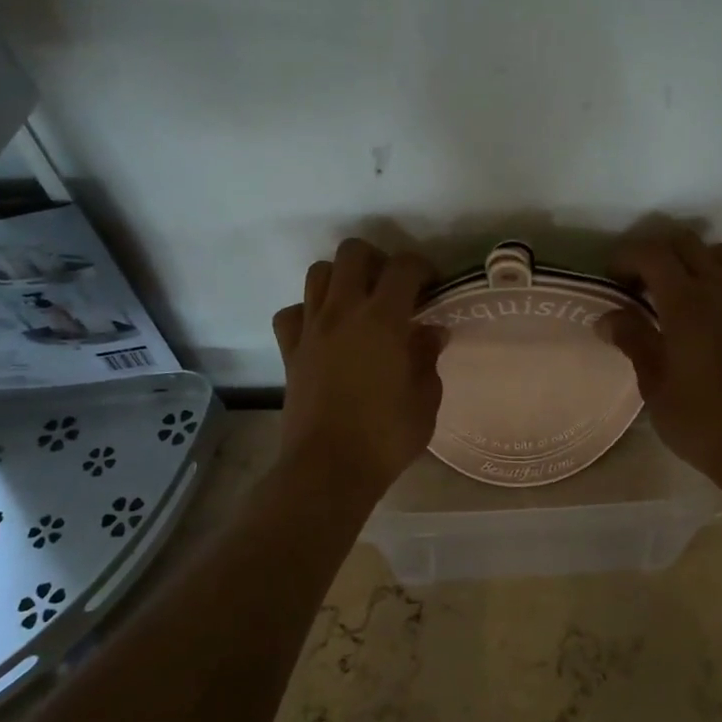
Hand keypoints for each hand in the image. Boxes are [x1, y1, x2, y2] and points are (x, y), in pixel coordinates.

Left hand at [272, 239, 446, 502]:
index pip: (404, 267)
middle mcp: (343, 311)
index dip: (422, 267)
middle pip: (352, 253)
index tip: (432, 286)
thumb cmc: (386, 436)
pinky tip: (324, 330)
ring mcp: (311, 329)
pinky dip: (307, 312)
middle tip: (392, 287)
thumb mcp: (425, 399)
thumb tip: (431, 333)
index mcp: (383, 319)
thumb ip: (428, 357)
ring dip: (341, 278)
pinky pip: (292, 313)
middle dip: (377, 259)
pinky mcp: (290, 351)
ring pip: (318, 273)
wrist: (328, 469)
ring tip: (358, 302)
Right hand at [596, 231, 721, 495]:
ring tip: (683, 289)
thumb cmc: (699, 420)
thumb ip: (632, 340)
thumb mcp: (653, 384)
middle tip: (640, 285)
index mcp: (686, 303)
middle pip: (687, 244)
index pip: (651, 254)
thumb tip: (608, 317)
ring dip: (700, 260)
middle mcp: (720, 291)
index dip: (626, 258)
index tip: (612, 280)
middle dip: (657, 254)